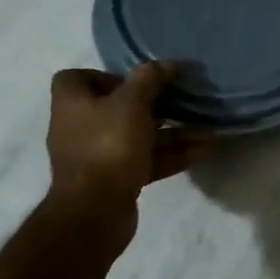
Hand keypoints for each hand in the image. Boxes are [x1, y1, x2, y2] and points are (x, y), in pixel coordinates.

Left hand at [45, 64, 212, 229]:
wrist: (94, 214)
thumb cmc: (107, 145)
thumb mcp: (132, 102)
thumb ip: (150, 78)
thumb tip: (169, 64)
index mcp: (72, 103)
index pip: (78, 78)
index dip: (105, 74)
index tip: (136, 79)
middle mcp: (80, 127)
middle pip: (117, 107)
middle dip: (153, 104)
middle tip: (181, 99)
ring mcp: (98, 157)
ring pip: (137, 136)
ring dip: (171, 132)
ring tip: (206, 127)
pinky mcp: (116, 181)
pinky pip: (145, 160)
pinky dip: (171, 154)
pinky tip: (203, 149)